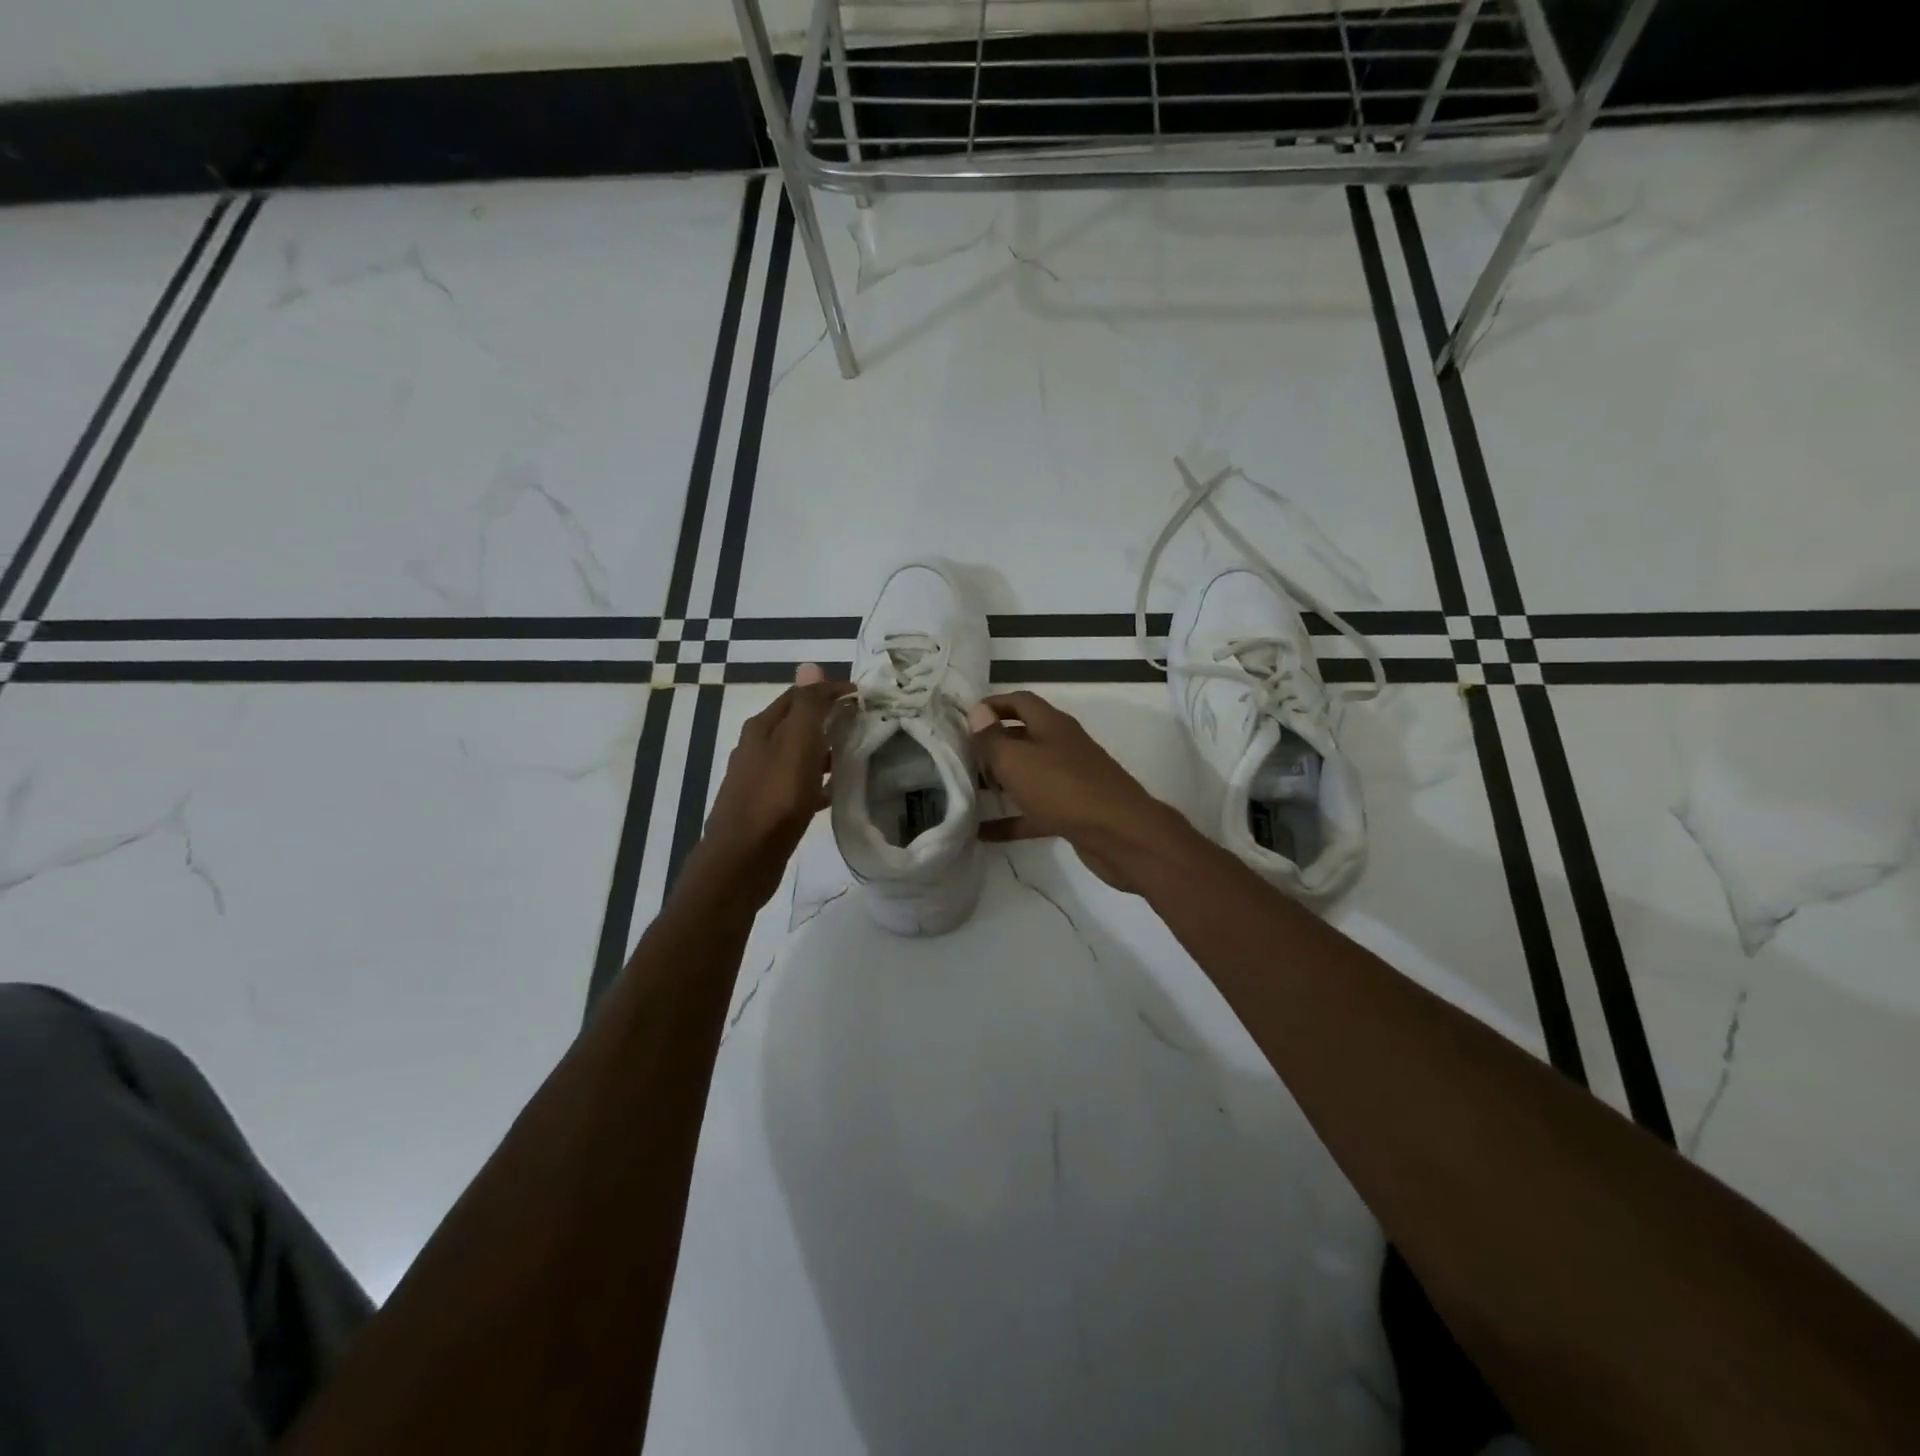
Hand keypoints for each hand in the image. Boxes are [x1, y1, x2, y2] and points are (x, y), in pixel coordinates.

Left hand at [693, 664, 853, 906]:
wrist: (743, 861)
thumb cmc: (774, 799)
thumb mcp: (795, 745)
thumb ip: (806, 706)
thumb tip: (810, 665)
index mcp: (762, 729)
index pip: (799, 695)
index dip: (829, 690)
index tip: (863, 695)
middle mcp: (757, 749)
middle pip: (797, 723)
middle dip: (828, 717)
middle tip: (864, 722)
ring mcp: (761, 780)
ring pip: (799, 754)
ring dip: (825, 749)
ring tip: (857, 753)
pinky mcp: (768, 808)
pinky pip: (799, 785)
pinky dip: (819, 781)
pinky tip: (836, 791)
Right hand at [967, 691, 1190, 893]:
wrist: (1120, 834)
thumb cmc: (1063, 788)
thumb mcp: (1017, 760)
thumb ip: (992, 738)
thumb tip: (977, 712)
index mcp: (1051, 724)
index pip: (1019, 701)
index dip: (992, 705)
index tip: (963, 718)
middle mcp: (1062, 746)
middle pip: (1023, 738)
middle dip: (993, 745)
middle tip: (960, 758)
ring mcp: (1069, 779)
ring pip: (1028, 775)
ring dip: (1000, 782)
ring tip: (967, 791)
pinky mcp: (1072, 812)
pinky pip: (1034, 811)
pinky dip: (1011, 820)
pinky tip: (983, 833)